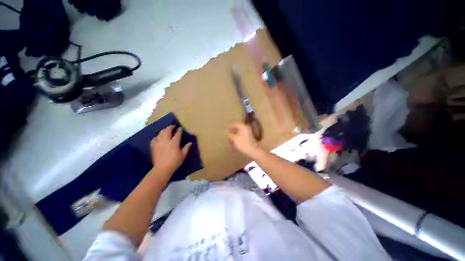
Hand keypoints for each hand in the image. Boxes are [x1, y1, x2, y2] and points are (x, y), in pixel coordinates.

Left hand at [150, 125, 191, 174]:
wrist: (162, 168)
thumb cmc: (175, 162)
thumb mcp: (183, 155)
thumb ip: (186, 148)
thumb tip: (190, 142)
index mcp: (174, 143)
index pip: (177, 134)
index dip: (179, 130)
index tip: (180, 128)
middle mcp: (166, 141)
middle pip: (167, 130)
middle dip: (170, 127)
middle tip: (173, 126)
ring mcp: (159, 143)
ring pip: (160, 133)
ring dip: (164, 130)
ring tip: (166, 130)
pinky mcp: (154, 146)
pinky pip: (155, 138)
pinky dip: (157, 136)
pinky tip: (159, 137)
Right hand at [228, 123, 261, 157]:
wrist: (253, 150)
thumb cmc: (243, 143)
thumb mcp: (235, 138)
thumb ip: (230, 134)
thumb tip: (227, 132)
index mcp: (243, 127)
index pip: (235, 124)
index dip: (230, 126)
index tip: (226, 129)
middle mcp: (246, 128)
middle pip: (237, 128)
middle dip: (232, 131)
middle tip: (227, 134)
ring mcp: (248, 133)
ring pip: (239, 132)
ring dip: (234, 135)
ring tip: (230, 139)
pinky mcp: (249, 138)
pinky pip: (242, 136)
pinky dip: (238, 137)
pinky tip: (235, 142)